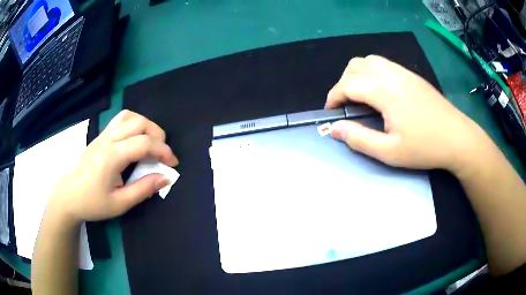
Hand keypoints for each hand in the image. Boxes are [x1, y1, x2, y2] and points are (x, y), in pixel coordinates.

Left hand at [48, 110, 178, 225]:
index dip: (163, 151)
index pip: (144, 143)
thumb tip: (166, 177)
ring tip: (151, 142)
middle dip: (157, 135)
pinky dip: (134, 124)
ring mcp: (103, 135)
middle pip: (139, 122)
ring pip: (129, 116)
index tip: (172, 164)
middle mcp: (108, 140)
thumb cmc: (93, 203)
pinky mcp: (100, 136)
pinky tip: (136, 139)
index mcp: (112, 157)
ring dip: (146, 125)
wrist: (70, 196)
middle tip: (162, 153)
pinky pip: (121, 119)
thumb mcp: (120, 204)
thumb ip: (143, 189)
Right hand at [326, 55, 485, 171]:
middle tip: (345, 104)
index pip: (349, 83)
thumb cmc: (425, 148)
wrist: (458, 138)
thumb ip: (359, 139)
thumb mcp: (389, 152)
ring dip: (357, 74)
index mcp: (386, 92)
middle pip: (356, 65)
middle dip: (343, 82)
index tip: (330, 111)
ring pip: (370, 60)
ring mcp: (404, 73)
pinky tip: (379, 90)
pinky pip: (384, 64)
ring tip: (359, 94)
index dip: (334, 95)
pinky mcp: (412, 76)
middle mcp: (392, 75)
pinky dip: (372, 71)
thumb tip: (333, 129)